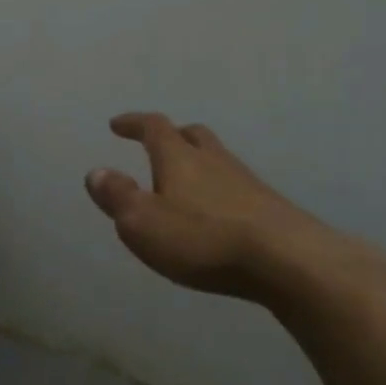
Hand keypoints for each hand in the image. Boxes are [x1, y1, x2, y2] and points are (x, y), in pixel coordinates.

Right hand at [84, 112, 383, 308]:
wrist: (288, 261)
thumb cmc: (203, 239)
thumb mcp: (143, 222)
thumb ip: (117, 196)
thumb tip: (96, 172)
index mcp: (179, 158)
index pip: (153, 127)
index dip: (134, 123)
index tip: (117, 124)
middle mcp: (214, 161)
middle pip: (194, 136)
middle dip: (173, 136)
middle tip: (158, 145)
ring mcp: (247, 183)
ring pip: (219, 160)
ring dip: (199, 164)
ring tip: (186, 183)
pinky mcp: (271, 209)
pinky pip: (237, 189)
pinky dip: (219, 192)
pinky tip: (218, 215)